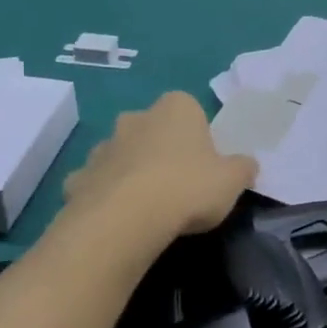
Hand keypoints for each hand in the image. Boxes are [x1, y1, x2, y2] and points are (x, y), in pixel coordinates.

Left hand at [63, 93, 256, 236]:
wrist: (126, 218)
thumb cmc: (188, 188)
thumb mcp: (233, 181)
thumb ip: (243, 168)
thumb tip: (248, 165)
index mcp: (176, 108)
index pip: (190, 109)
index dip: (198, 136)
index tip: (205, 163)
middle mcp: (136, 117)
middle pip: (153, 129)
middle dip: (161, 149)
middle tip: (178, 183)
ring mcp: (103, 146)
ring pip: (122, 155)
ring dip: (132, 171)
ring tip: (148, 206)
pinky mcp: (78, 178)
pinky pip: (97, 183)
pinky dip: (105, 196)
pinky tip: (118, 219)